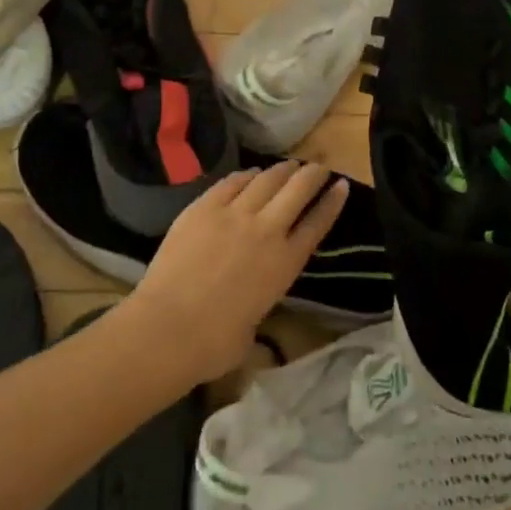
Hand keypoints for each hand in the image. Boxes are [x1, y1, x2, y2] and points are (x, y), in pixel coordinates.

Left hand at [126, 161, 348, 380]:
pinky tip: (250, 174)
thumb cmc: (213, 344)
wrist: (168, 327)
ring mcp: (234, 214)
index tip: (342, 186)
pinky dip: (245, 176)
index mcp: (285, 264)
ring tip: (289, 165)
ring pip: (266, 180)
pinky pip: (231, 183)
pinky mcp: (204, 207)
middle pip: (297, 190)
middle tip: (319, 166)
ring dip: (282, 170)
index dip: (333, 202)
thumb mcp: (252, 329)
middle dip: (312, 174)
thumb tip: (248, 308)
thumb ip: (258, 307)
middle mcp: (266, 231)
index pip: (318, 224)